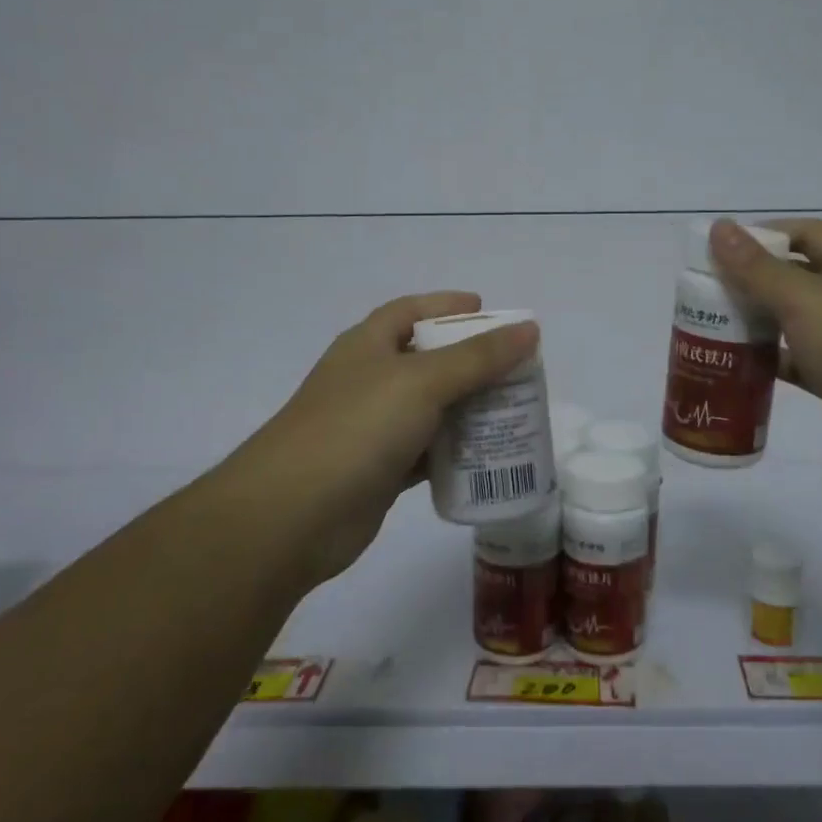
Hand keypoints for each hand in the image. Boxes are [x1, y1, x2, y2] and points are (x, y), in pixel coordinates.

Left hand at [210, 293, 538, 586]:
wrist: (292, 516)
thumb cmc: (357, 429)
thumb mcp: (422, 382)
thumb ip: (478, 357)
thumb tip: (529, 327)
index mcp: (368, 345)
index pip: (411, 310)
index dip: (448, 305)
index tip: (488, 311)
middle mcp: (369, 380)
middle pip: (427, 360)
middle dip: (471, 362)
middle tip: (517, 368)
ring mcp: (372, 427)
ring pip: (431, 409)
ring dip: (468, 408)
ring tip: (515, 410)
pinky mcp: (379, 470)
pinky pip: (427, 451)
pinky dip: (455, 451)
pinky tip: (488, 455)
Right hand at [707, 218, 821, 479]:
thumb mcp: (803, 300)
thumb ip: (757, 268)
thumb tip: (719, 228)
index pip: (804, 233)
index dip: (764, 234)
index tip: (721, 250)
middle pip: (793, 276)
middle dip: (751, 280)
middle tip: (706, 291)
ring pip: (791, 320)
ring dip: (756, 321)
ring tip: (710, 326)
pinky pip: (795, 360)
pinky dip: (768, 360)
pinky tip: (736, 365)